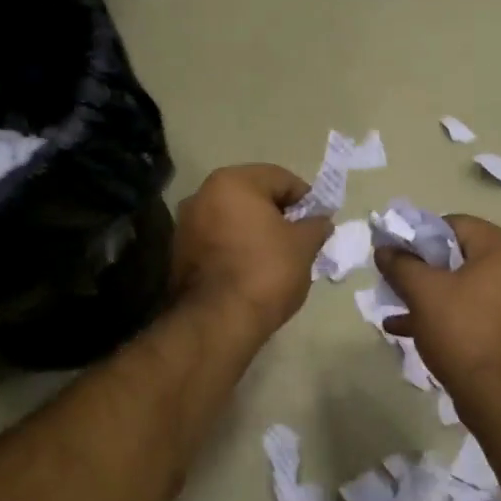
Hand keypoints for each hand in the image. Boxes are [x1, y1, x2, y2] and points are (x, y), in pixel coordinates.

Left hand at [171, 164, 331, 342]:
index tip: (318, 222)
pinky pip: (218, 240)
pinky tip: (253, 269)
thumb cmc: (266, 271)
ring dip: (256, 231)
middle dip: (279, 214)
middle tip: (300, 238)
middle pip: (253, 196)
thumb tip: (321, 221)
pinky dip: (237, 247)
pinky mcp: (179, 253)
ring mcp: (186, 224)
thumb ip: (315, 226)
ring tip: (278, 256)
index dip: (305, 199)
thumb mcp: (303, 246)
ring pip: (233, 218)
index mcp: (232, 182)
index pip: (280, 178)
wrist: (218, 321)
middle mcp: (202, 195)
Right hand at [375, 214, 500, 399]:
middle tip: (392, 280)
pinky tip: (407, 328)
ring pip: (463, 285)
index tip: (394, 253)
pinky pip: (472, 309)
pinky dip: (444, 313)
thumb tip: (384, 249)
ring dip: (428, 294)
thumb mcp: (424, 292)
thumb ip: (400, 264)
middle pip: (458, 255)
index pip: (454, 224)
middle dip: (421, 268)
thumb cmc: (464, 332)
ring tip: (394, 305)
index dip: (419, 235)